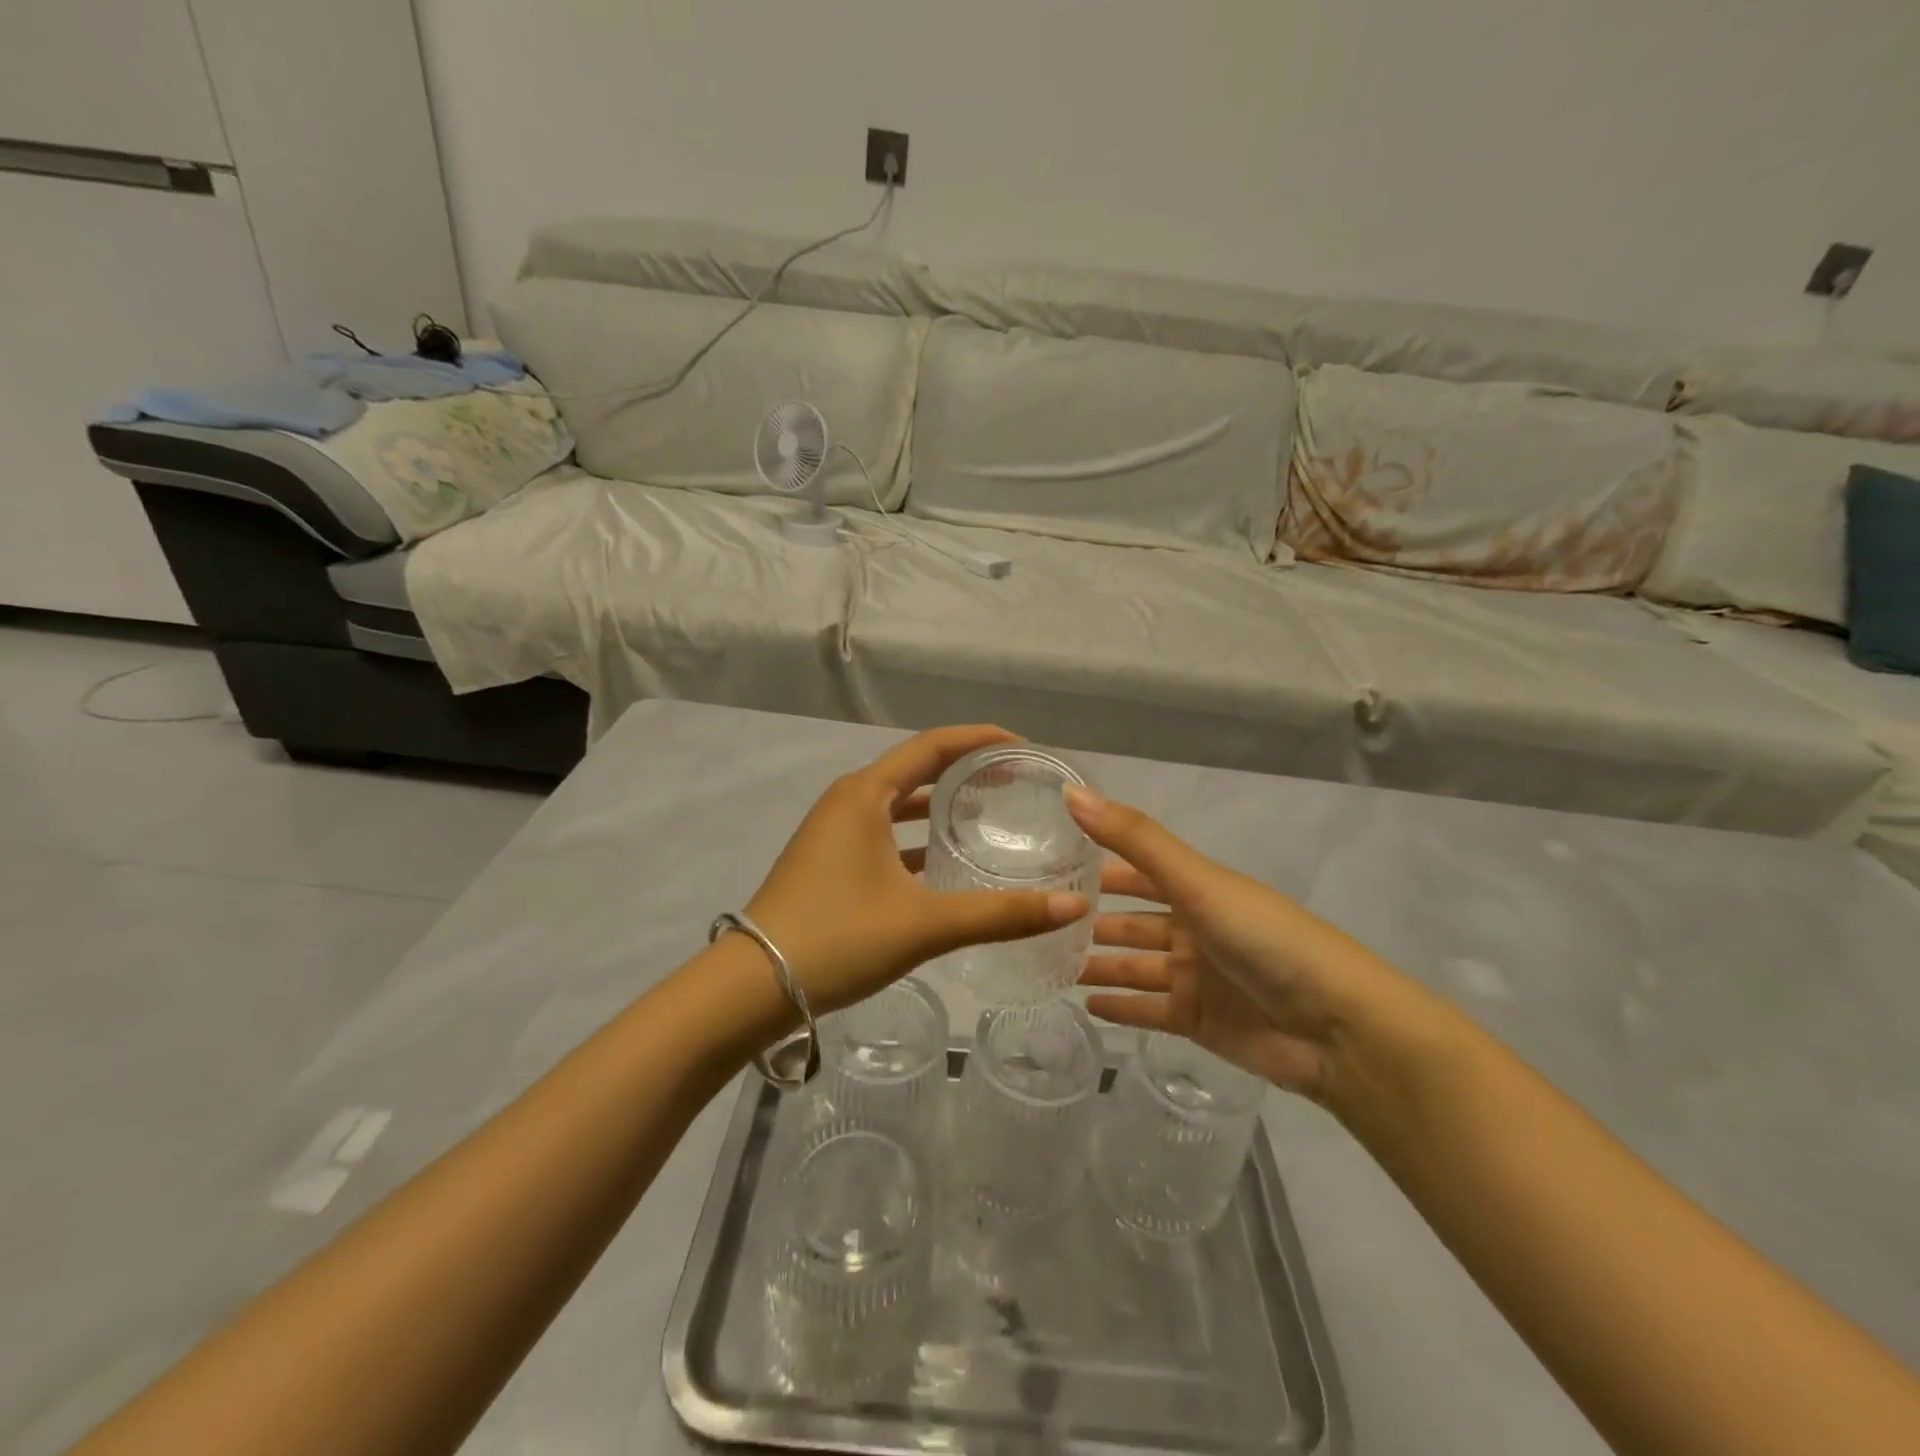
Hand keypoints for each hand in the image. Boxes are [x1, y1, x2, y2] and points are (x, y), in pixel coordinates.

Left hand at [745, 726, 1089, 1013]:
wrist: (751, 986)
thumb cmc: (837, 937)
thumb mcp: (925, 924)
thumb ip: (1001, 914)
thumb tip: (1074, 905)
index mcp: (865, 794)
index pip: (933, 746)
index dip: (980, 740)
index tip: (1023, 746)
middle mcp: (848, 801)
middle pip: (916, 770)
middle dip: (964, 771)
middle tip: (1014, 782)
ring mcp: (833, 832)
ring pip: (898, 805)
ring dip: (939, 806)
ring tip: (986, 817)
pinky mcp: (828, 861)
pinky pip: (883, 833)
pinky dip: (916, 839)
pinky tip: (942, 865)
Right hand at [1068, 785, 1419, 1102]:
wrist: (1336, 1027)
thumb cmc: (1264, 939)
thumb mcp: (1197, 881)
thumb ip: (1134, 839)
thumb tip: (1070, 791)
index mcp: (1196, 889)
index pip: (1136, 871)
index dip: (1096, 866)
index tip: (1047, 865)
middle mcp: (1193, 928)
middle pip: (1131, 922)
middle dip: (1090, 921)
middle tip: (1037, 923)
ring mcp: (1196, 977)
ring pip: (1134, 966)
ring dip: (1098, 964)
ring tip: (1047, 965)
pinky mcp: (1198, 1021)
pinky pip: (1148, 1010)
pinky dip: (1120, 1007)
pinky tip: (1085, 1004)